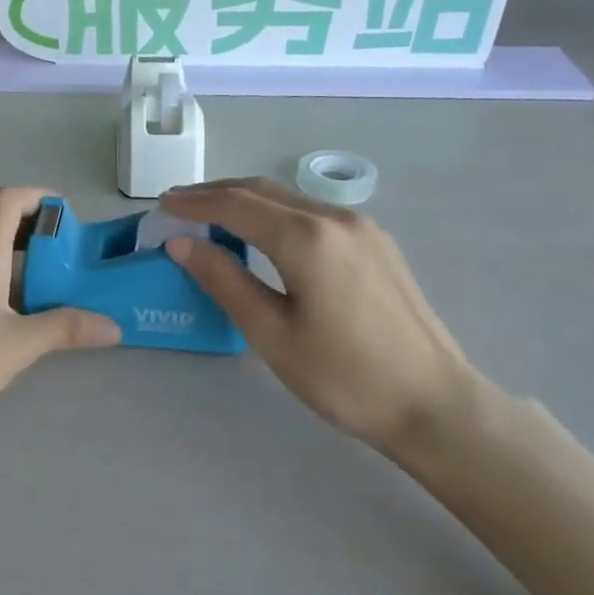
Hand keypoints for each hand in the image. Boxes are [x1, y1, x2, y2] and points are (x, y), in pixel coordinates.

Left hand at [0, 188, 118, 440]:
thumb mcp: (16, 347)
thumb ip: (65, 330)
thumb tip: (113, 326)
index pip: (7, 199)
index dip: (39, 198)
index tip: (68, 218)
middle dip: (27, 221)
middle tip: (60, 249)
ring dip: (7, 246)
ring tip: (40, 278)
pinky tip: (3, 307)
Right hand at [159, 178, 492, 466]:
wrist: (433, 403)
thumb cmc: (344, 377)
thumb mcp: (272, 334)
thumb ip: (224, 281)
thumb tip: (182, 243)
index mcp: (307, 238)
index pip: (236, 204)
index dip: (194, 202)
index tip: (161, 206)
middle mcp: (335, 219)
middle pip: (263, 191)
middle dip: (215, 193)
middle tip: (177, 205)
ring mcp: (362, 228)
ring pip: (289, 199)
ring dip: (246, 201)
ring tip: (210, 216)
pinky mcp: (376, 244)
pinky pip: (312, 214)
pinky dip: (276, 214)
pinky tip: (262, 233)